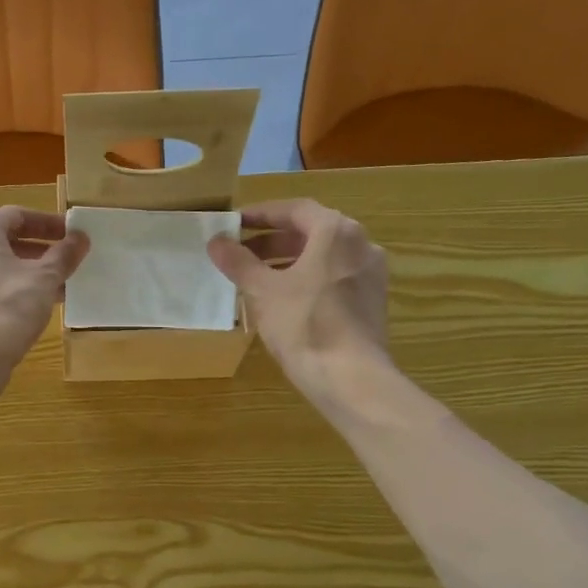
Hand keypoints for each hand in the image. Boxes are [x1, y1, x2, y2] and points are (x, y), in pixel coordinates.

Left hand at [0, 207, 88, 381]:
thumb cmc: (7, 308)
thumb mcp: (44, 278)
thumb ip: (64, 255)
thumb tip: (80, 237)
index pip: (17, 216)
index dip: (49, 225)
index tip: (73, 236)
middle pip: (1, 242)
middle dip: (36, 252)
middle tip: (65, 264)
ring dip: (21, 275)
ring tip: (52, 290)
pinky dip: (3, 294)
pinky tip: (24, 312)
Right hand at [208, 199, 391, 407]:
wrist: (351, 378)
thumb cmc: (305, 325)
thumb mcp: (263, 291)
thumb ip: (239, 262)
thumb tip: (216, 241)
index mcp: (336, 232)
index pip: (294, 210)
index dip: (261, 214)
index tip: (234, 224)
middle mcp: (361, 244)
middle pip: (311, 232)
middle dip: (273, 241)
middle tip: (241, 253)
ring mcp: (370, 274)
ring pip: (323, 257)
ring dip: (289, 261)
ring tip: (257, 278)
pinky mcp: (372, 301)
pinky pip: (334, 278)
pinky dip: (308, 279)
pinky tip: (284, 301)